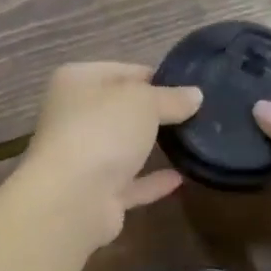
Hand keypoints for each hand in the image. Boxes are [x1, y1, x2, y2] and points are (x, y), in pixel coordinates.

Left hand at [16, 62, 202, 249]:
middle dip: (154, 112)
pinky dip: (152, 181)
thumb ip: (171, 97)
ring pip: (122, 146)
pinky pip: (130, 182)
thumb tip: (195, 95)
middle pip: (120, 109)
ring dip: (150, 146)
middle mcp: (74, 116)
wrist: (72, 199)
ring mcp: (82, 157)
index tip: (188, 86)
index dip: (155, 77)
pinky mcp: (95, 194)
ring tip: (192, 141)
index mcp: (77, 82)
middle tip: (197, 113)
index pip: (121, 71)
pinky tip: (182, 178)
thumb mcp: (144, 102)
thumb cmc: (103, 131)